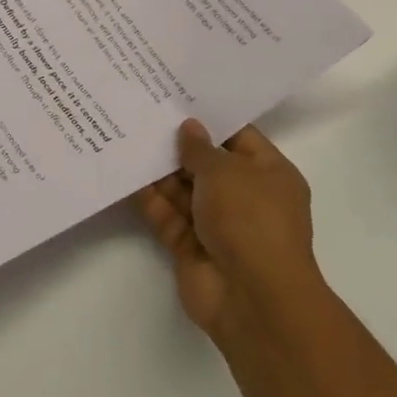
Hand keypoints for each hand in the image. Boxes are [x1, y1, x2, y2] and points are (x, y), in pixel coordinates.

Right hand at [132, 119, 320, 345]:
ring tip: (128, 138)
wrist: (253, 298)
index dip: (209, 119)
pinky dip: (150, 200)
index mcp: (269, 175)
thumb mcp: (226, 171)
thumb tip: (188, 128)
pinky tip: (127, 175)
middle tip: (143, 114)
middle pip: (207, 164)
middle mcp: (245, 197)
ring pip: (183, 191)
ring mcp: (218, 225)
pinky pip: (168, 216)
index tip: (176, 98)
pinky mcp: (192, 247)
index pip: (238, 137)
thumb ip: (200, 148)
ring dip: (159, 171)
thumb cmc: (250, 220)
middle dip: (177, 145)